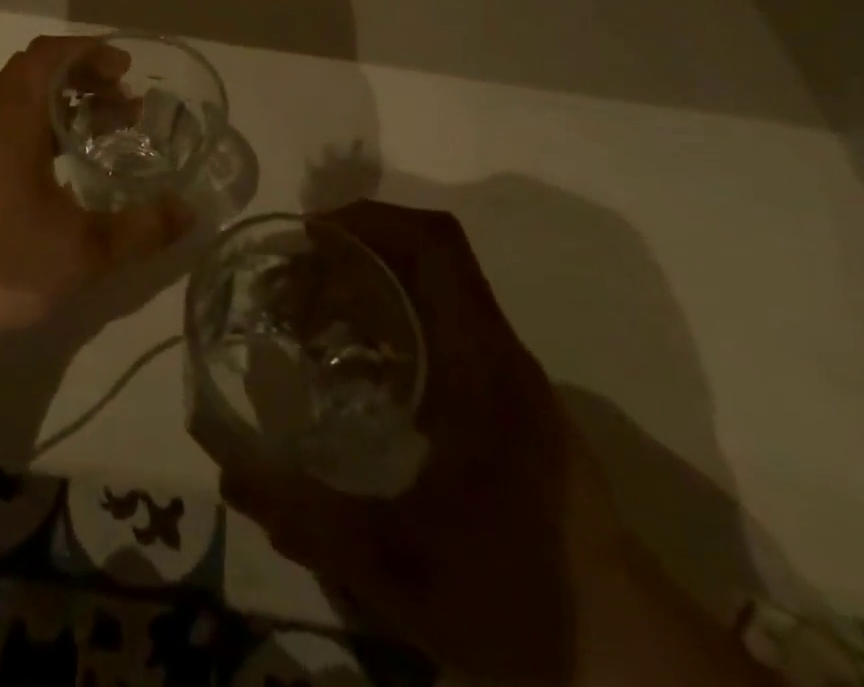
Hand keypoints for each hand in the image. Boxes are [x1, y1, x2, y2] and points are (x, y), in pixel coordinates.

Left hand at [0, 35, 194, 358]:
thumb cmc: (9, 270)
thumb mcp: (87, 252)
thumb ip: (143, 228)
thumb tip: (189, 211)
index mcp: (9, 124)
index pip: (44, 57)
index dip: (87, 52)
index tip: (125, 70)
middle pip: (34, 72)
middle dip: (83, 75)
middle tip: (124, 99)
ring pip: (22, 100)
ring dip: (66, 101)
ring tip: (110, 126)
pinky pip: (13, 126)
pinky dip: (48, 126)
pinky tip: (75, 162)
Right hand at [199, 202, 625, 681]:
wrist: (636, 665)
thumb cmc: (523, 600)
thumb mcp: (400, 569)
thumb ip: (307, 521)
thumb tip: (226, 473)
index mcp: (480, 361)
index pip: (435, 245)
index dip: (370, 220)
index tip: (310, 236)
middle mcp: (496, 351)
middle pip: (424, 256)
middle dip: (350, 253)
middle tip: (288, 286)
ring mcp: (505, 375)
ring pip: (431, 289)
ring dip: (366, 284)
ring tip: (305, 322)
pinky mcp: (505, 401)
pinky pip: (437, 325)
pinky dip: (385, 320)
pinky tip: (348, 371)